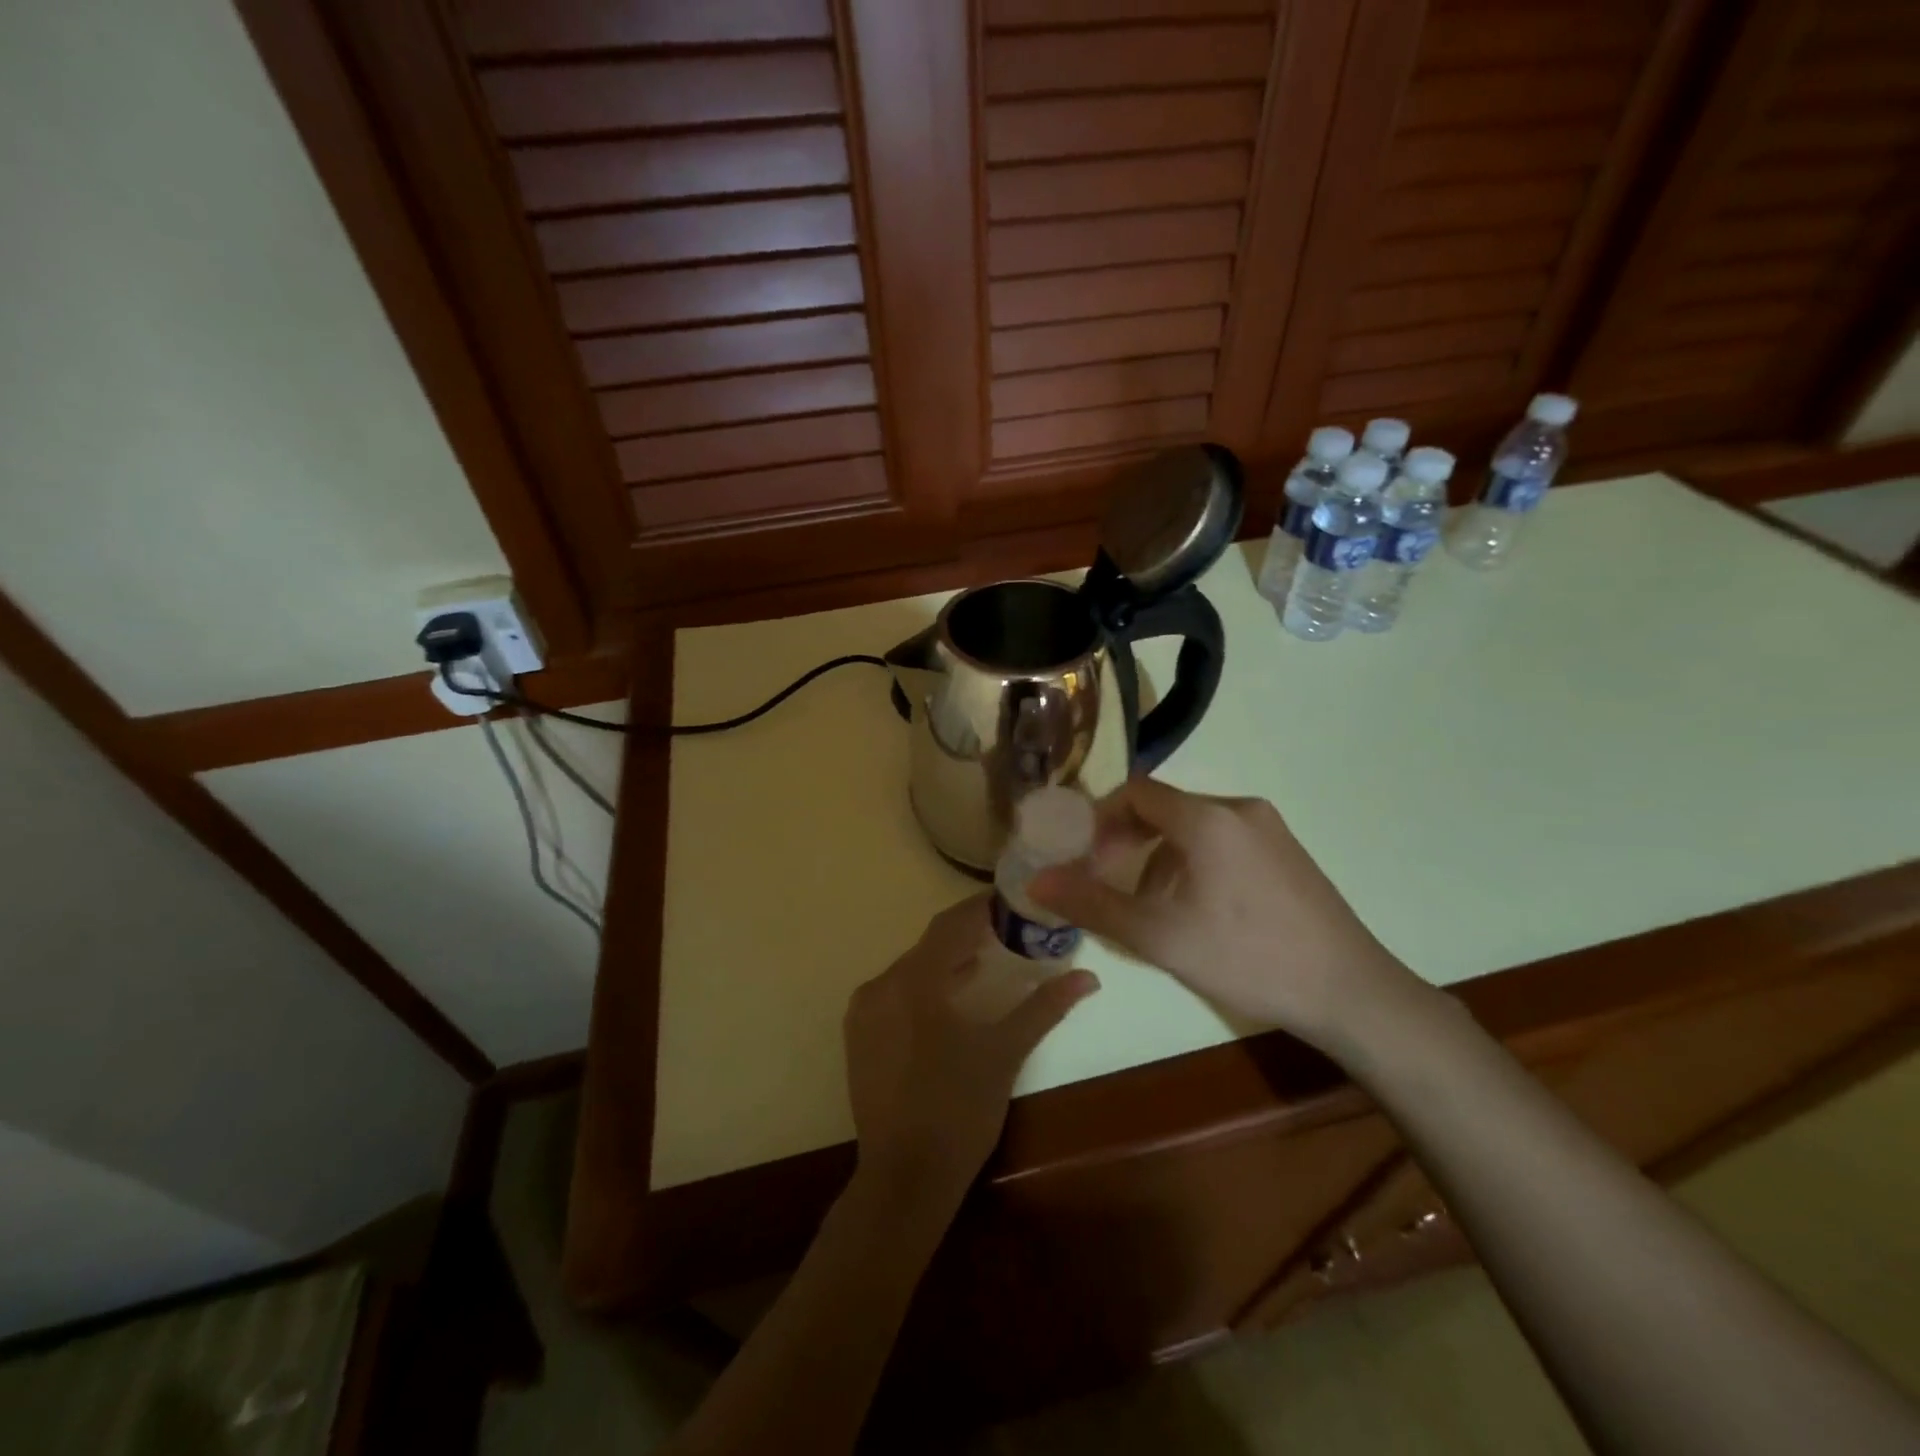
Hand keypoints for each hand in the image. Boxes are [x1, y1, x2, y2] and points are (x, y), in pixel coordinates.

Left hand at [844, 895, 1098, 1206]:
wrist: (905, 1177)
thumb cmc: (960, 1110)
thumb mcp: (1005, 1053)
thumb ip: (1044, 1007)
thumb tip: (1088, 977)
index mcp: (915, 981)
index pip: (951, 924)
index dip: (982, 907)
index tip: (1013, 900)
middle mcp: (882, 984)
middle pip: (930, 944)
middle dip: (968, 934)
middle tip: (1009, 929)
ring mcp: (864, 1011)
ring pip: (911, 968)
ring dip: (947, 960)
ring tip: (987, 958)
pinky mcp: (858, 1034)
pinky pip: (894, 992)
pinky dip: (924, 985)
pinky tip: (951, 998)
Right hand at [1029, 778, 1421, 1054]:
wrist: (1350, 993)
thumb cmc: (1246, 958)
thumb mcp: (1158, 936)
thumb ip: (1092, 904)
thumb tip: (1036, 880)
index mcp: (1207, 818)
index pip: (1136, 792)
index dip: (1100, 819)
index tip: (1083, 856)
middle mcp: (1238, 808)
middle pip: (1164, 808)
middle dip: (1127, 840)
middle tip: (1107, 880)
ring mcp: (1270, 829)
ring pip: (1194, 827)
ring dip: (1160, 856)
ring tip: (1152, 907)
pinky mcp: (1288, 852)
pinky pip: (1224, 841)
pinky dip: (1194, 862)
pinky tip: (1198, 910)